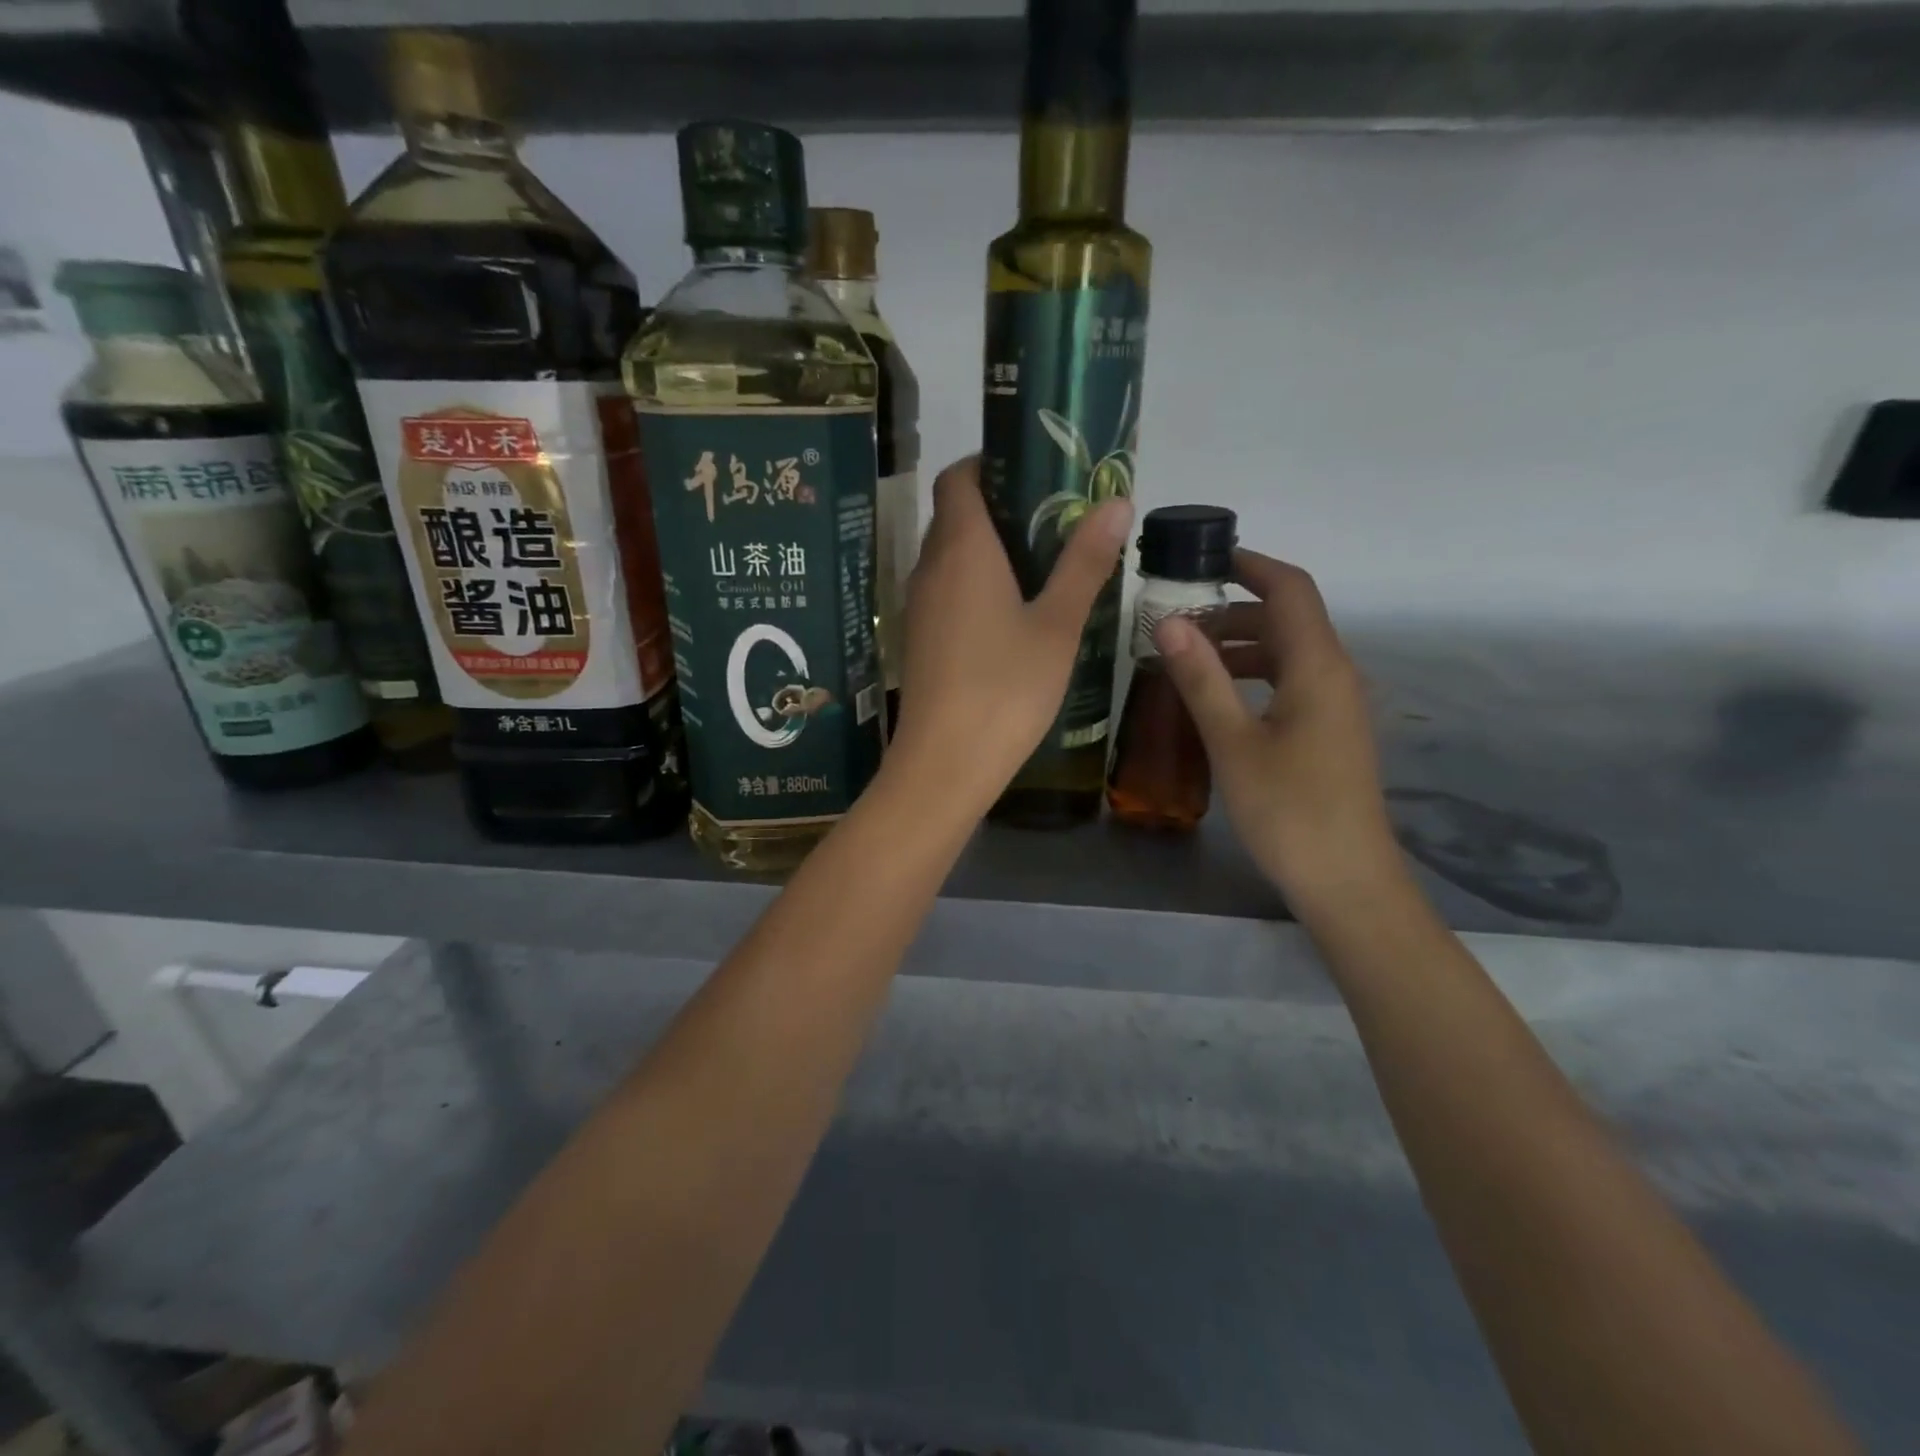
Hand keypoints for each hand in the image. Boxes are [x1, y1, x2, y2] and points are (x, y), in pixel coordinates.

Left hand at [889, 455, 1130, 813]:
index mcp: (962, 548)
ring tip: (1041, 564)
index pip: (958, 477)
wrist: (945, 763)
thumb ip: (1084, 562)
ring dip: (988, 549)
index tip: (1033, 471)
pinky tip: (1012, 613)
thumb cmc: (1006, 688)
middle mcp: (930, 567)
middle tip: (1054, 519)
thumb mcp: (1057, 624)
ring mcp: (918, 606)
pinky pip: (945, 591)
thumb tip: (1115, 501)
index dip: (989, 463)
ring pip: (949, 556)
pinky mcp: (918, 639)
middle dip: (999, 507)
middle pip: (955, 515)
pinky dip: (974, 584)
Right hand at [1155, 551, 1401, 915]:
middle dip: (1234, 608)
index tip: (1203, 558)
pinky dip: (1254, 675)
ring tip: (1186, 656)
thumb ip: (1202, 678)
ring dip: (1241, 644)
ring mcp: (1337, 705)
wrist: (1346, 881)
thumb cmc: (1288, 810)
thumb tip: (1170, 620)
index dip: (1250, 564)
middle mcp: (1335, 675)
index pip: (1290, 589)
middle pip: (1287, 619)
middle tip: (1176, 618)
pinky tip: (1217, 698)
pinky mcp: (1329, 732)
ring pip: (1288, 653)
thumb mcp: (1234, 742)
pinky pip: (1291, 682)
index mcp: (1318, 667)